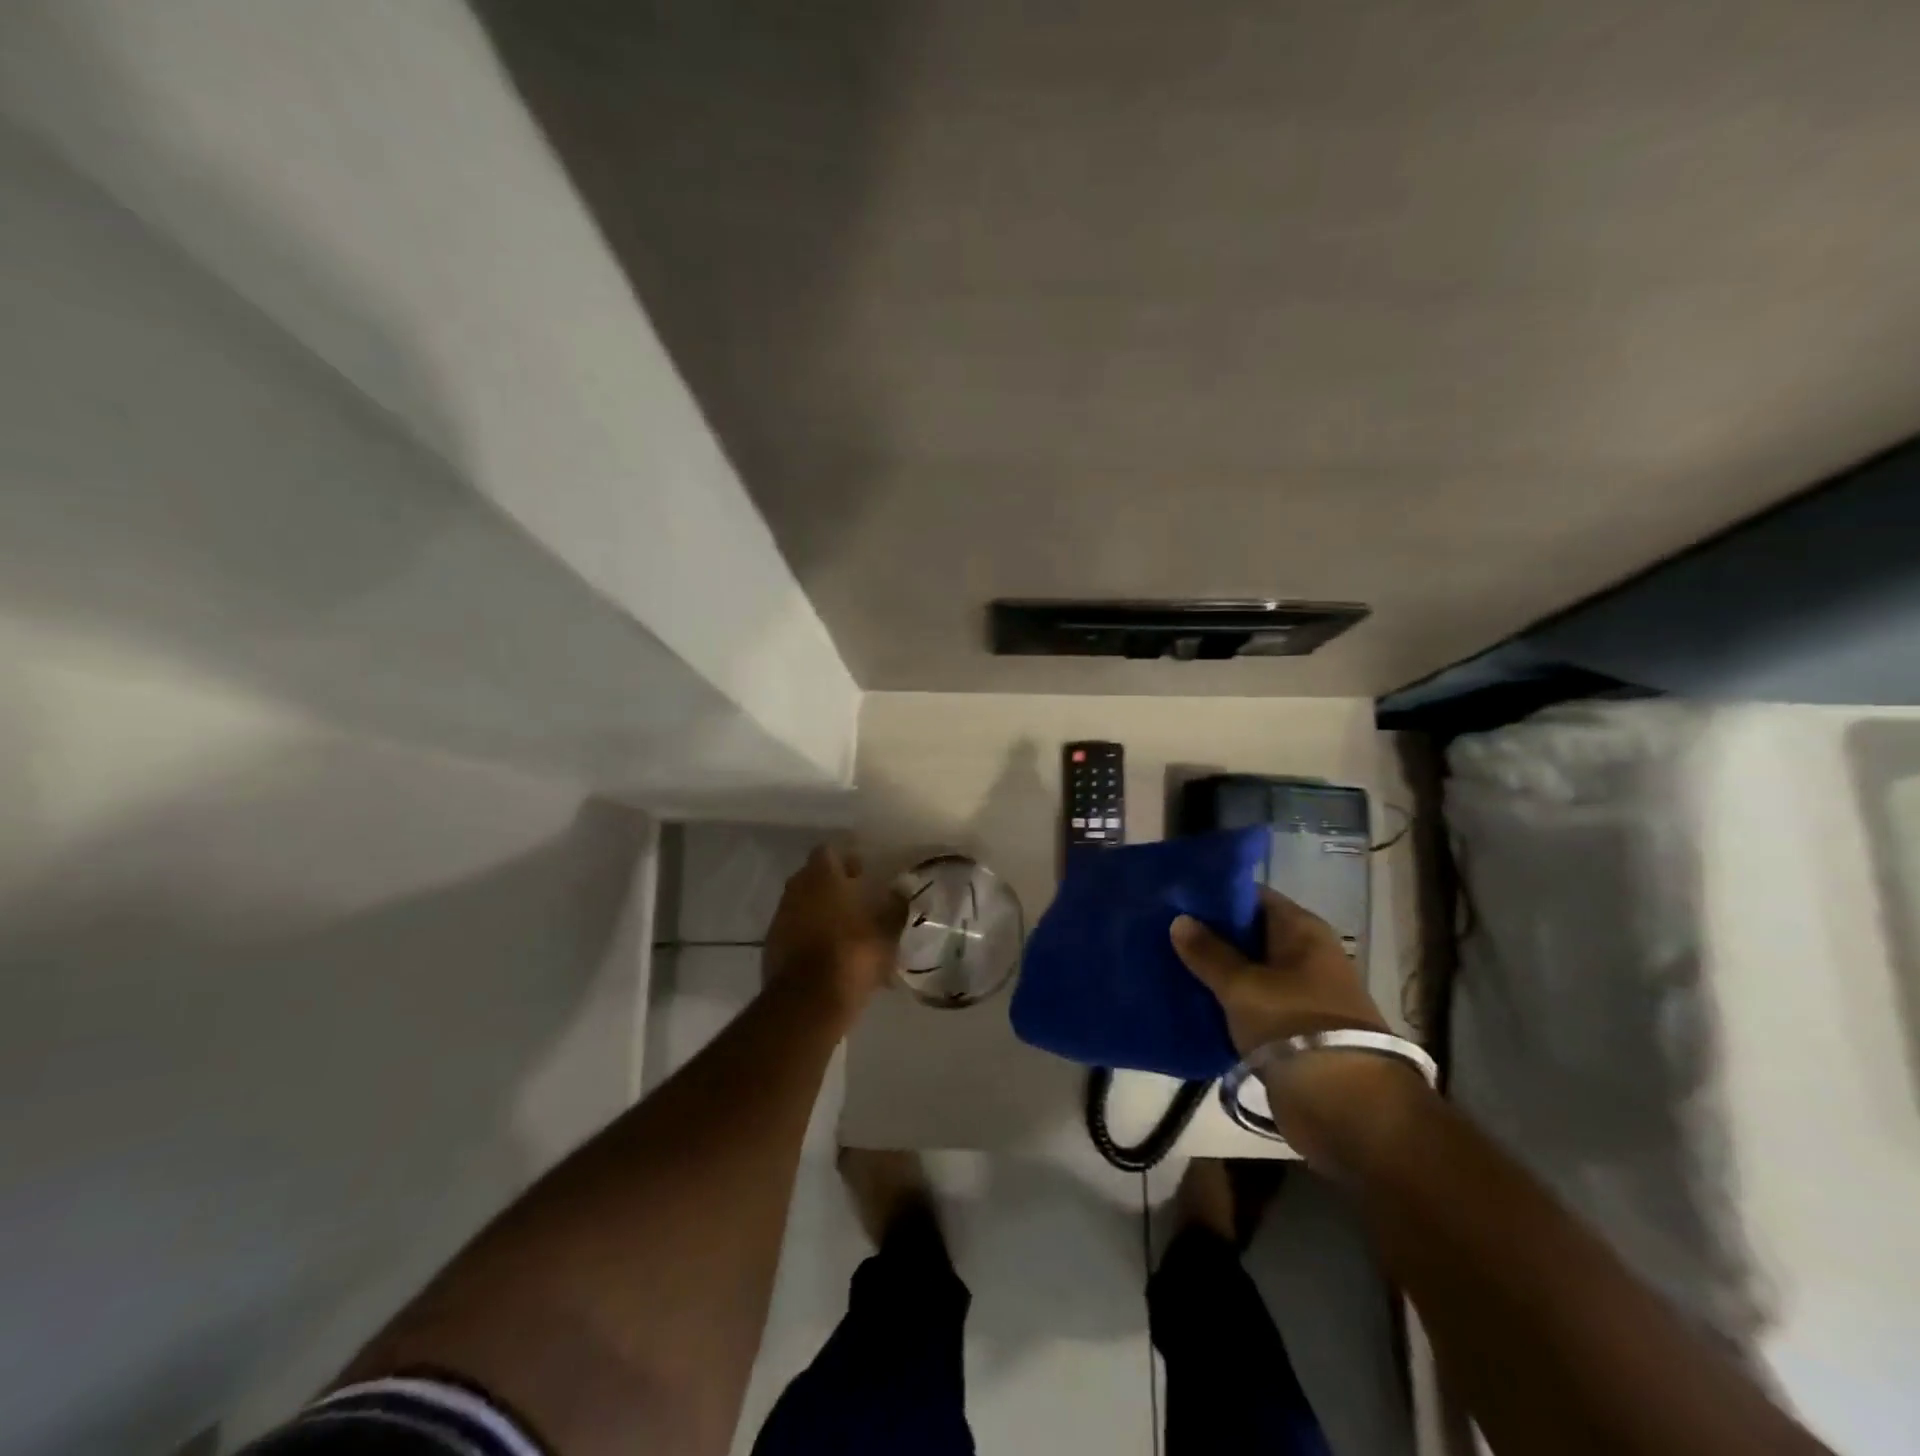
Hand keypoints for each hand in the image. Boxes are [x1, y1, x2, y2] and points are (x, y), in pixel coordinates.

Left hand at [764, 845, 906, 1006]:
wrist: (807, 1002)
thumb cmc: (852, 954)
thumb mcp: (887, 930)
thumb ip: (896, 905)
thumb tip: (902, 887)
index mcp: (822, 876)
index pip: (828, 852)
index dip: (845, 860)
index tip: (861, 872)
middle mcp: (796, 890)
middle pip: (812, 878)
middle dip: (832, 886)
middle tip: (857, 900)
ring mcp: (779, 919)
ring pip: (802, 906)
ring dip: (820, 912)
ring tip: (846, 931)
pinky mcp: (771, 948)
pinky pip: (794, 932)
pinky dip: (809, 937)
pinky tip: (830, 955)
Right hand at [1172, 889, 1416, 1161]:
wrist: (1347, 1109)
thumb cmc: (1295, 1027)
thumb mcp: (1242, 985)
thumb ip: (1208, 952)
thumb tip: (1179, 919)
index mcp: (1302, 931)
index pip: (1252, 897)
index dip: (1215, 896)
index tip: (1175, 898)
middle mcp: (1304, 955)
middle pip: (1248, 934)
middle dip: (1208, 935)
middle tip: (1161, 932)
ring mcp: (1299, 994)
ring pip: (1246, 972)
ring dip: (1213, 972)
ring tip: (1165, 965)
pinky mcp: (1290, 1030)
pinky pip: (1250, 1005)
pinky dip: (1224, 1003)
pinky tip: (1187, 1002)